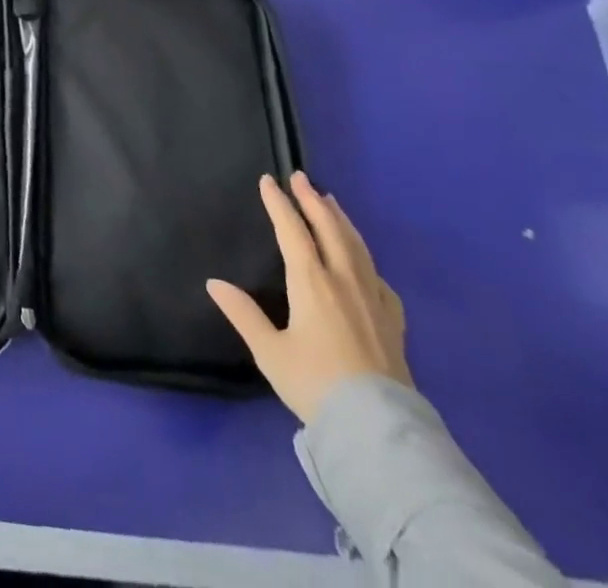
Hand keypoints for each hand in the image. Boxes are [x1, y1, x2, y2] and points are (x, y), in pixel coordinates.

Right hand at [206, 172, 409, 424]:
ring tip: (331, 202)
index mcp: (311, 282)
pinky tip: (364, 262)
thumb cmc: (316, 384)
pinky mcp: (393, 322)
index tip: (269, 181)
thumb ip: (242, 314)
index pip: (292, 231)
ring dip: (341, 220)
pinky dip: (365, 258)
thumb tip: (213, 282)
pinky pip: (378, 277)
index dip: (279, 203)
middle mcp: (344, 281)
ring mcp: (373, 300)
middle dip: (313, 200)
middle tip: (301, 177)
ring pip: (357, 247)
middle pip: (329, 229)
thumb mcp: (269, 351)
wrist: (378, 429)